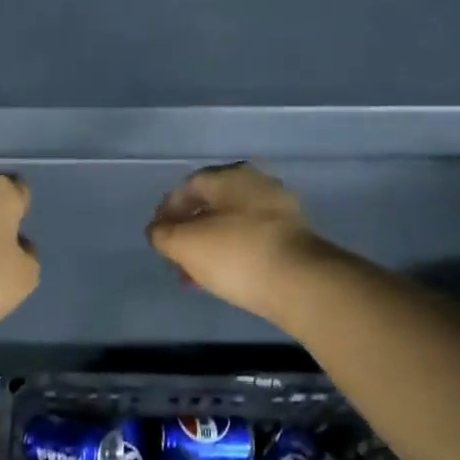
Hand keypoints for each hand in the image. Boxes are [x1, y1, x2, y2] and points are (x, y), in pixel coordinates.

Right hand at [146, 163, 329, 321]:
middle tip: (176, 258)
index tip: (157, 236)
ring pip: (233, 224)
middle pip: (212, 205)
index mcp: (230, 176)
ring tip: (196, 275)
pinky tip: (224, 277)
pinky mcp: (295, 236)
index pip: (188, 186)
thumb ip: (162, 234)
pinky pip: (253, 240)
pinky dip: (233, 254)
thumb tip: (159, 231)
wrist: (301, 283)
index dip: (167, 210)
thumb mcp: (184, 245)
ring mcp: (280, 209)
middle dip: (189, 232)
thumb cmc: (236, 254)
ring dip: (210, 246)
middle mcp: (257, 184)